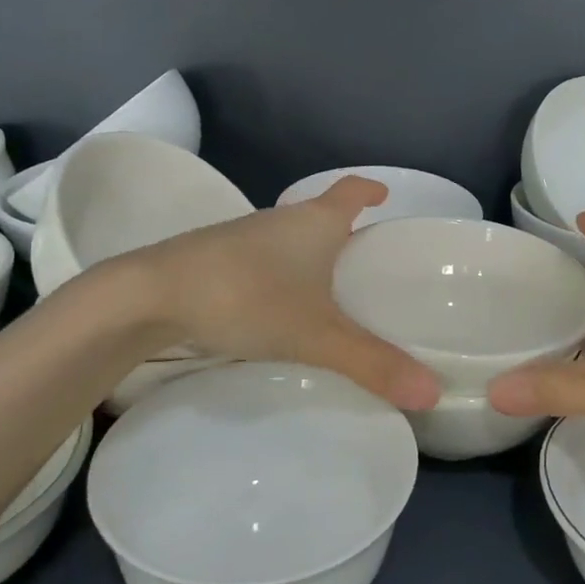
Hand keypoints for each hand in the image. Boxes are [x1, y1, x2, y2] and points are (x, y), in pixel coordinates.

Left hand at [108, 176, 439, 409]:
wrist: (151, 295)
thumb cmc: (247, 296)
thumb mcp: (316, 334)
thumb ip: (373, 363)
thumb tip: (433, 393)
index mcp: (315, 222)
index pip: (350, 190)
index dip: (370, 191)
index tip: (385, 196)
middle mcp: (281, 221)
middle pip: (322, 215)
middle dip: (345, 233)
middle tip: (368, 264)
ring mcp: (244, 238)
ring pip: (290, 241)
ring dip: (311, 258)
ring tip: (330, 293)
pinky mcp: (216, 260)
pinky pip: (264, 262)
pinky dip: (282, 277)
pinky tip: (279, 310)